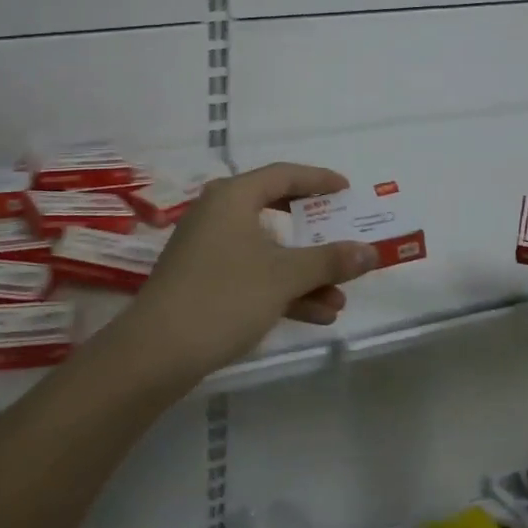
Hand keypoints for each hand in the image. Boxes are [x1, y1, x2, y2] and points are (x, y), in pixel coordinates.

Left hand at [124, 163, 380, 374]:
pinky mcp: (204, 281)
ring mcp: (208, 249)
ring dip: (304, 273)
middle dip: (314, 231)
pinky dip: (282, 290)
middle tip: (344, 233)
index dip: (318, 180)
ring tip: (341, 297)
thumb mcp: (284, 276)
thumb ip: (329, 261)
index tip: (347, 190)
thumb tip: (370, 252)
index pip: (283, 175)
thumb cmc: (224, 296)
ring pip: (267, 251)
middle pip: (276, 211)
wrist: (156, 353)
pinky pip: (253, 274)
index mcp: (232, 196)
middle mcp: (218, 214)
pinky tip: (317, 315)